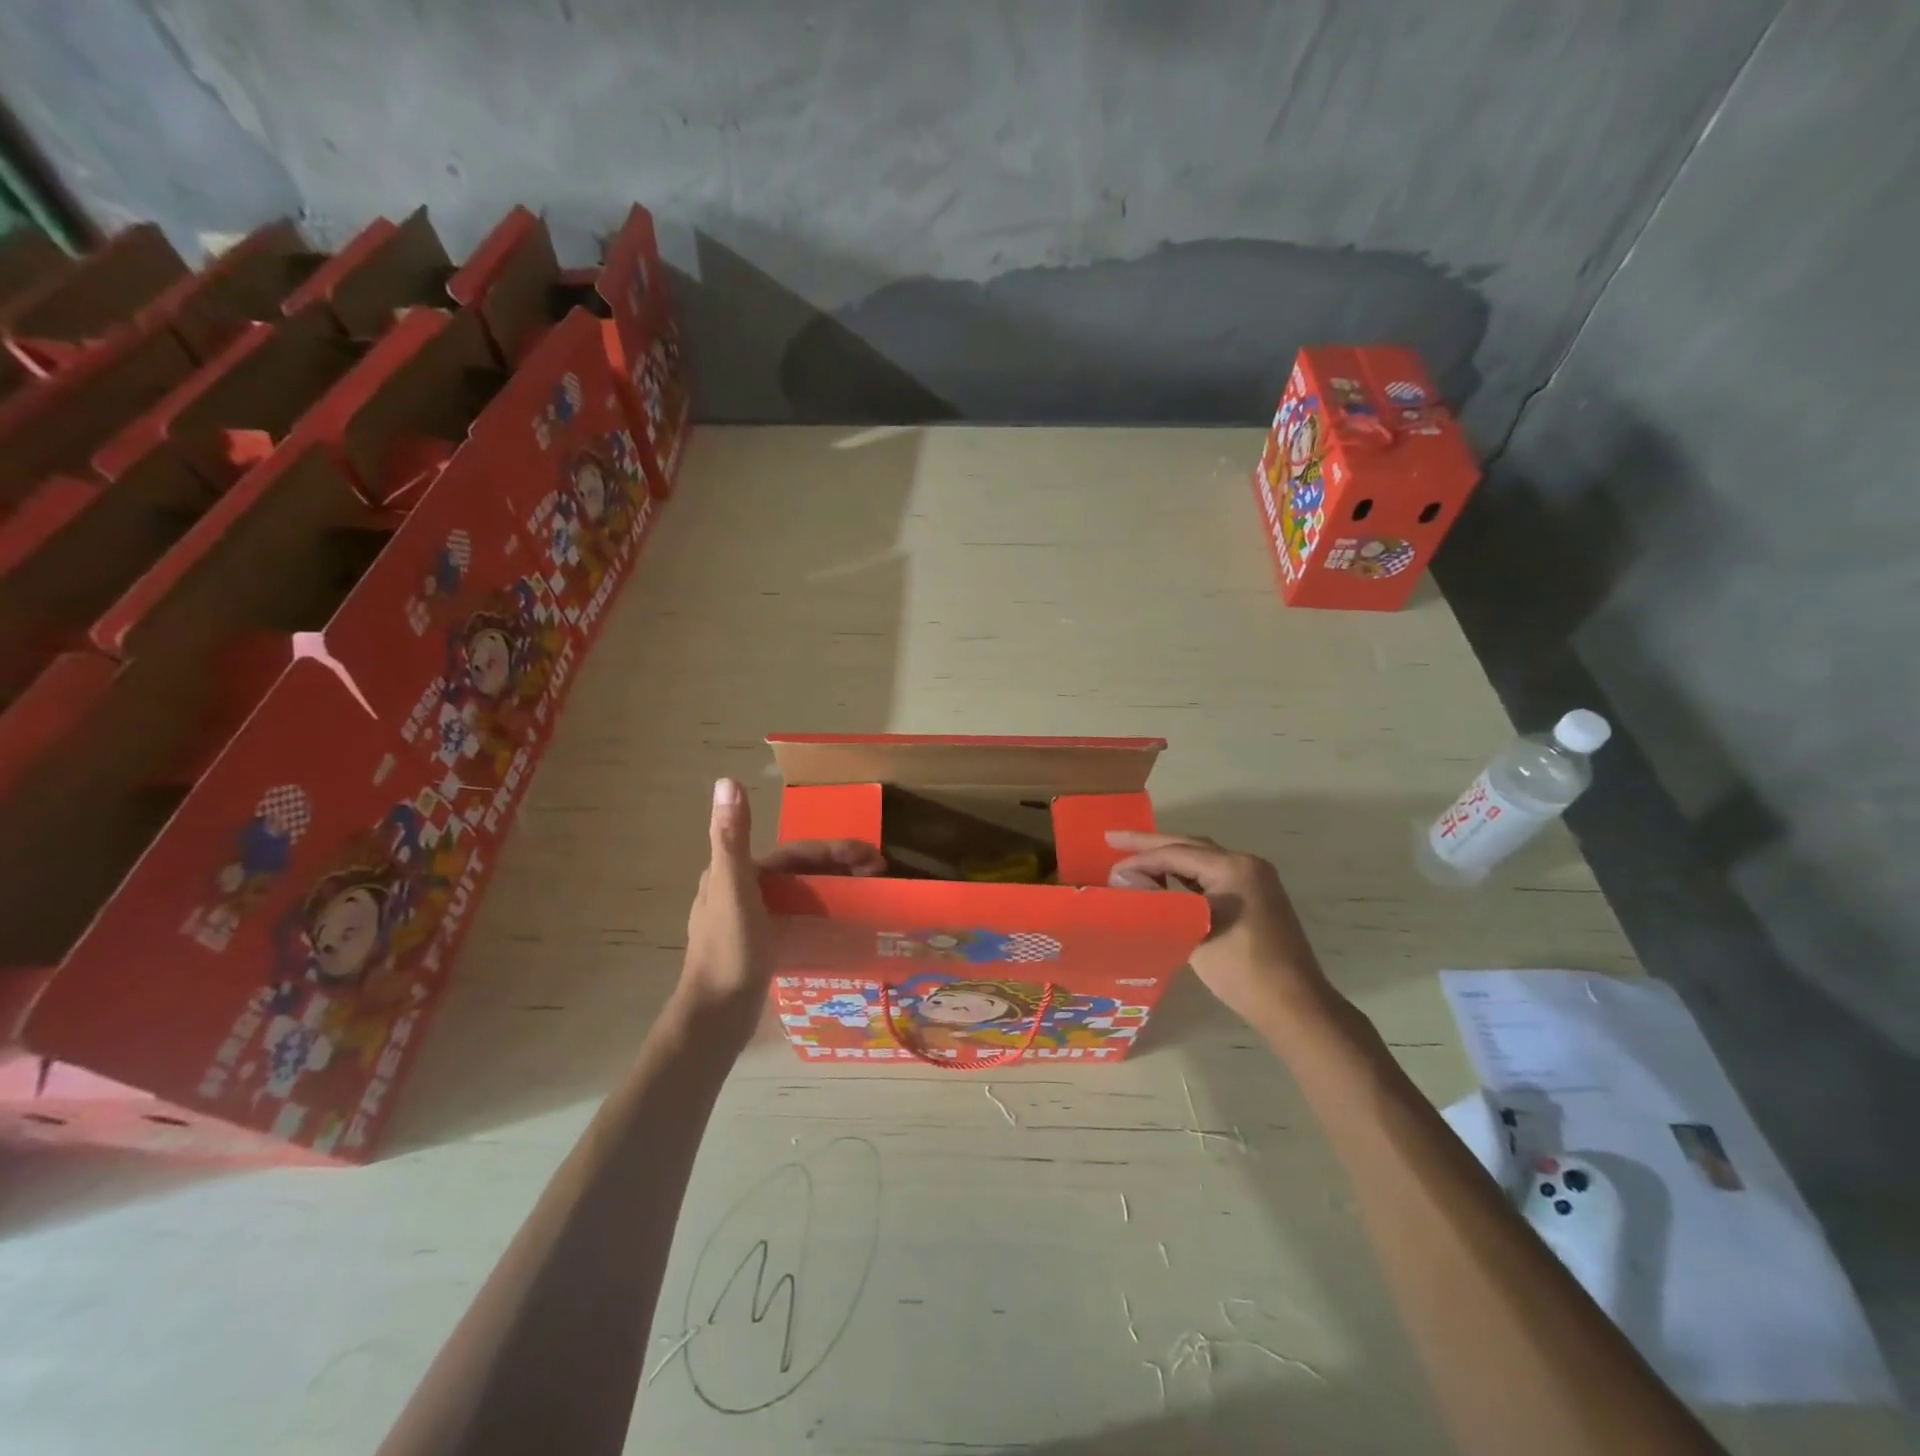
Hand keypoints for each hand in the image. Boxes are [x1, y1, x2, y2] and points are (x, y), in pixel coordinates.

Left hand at [679, 778, 884, 1036]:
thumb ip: (732, 837)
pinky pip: (797, 919)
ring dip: (833, 888)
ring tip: (868, 894)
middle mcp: (739, 890)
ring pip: (799, 894)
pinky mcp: (759, 946)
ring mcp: (749, 920)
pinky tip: (841, 924)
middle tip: (879, 873)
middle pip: (799, 872)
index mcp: (735, 872)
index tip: (873, 856)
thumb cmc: (728, 953)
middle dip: (840, 867)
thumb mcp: (733, 890)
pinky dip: (821, 914)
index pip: (795, 853)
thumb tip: (728, 780)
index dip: (835, 850)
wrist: (714, 1018)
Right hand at [1105, 831, 1332, 1036]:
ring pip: (1201, 859)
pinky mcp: (1255, 896)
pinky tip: (1164, 879)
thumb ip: (1158, 901)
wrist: (1294, 1005)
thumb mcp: (1193, 932)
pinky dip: (1186, 874)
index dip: (1140, 859)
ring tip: (1132, 857)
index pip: (1176, 853)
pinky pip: (1213, 875)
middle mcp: (1246, 864)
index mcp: (1233, 867)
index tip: (1109, 868)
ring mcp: (1255, 879)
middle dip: (1150, 844)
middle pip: (1189, 846)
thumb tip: (1122, 879)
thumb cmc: (1242, 969)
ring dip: (1168, 857)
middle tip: (1112, 838)